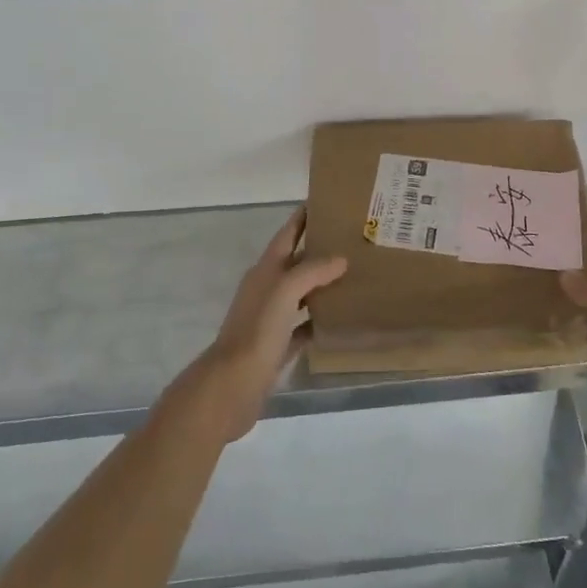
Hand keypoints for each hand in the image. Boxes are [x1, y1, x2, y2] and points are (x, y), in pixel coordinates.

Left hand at [176, 209, 347, 443]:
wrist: (232, 386)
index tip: (326, 201)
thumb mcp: (284, 292)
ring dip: (322, 284)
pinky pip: (304, 326)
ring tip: (354, 274)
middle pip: (296, 262)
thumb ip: (311, 271)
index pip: (287, 234)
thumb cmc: (257, 331)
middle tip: (352, 239)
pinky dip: (320, 320)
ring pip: (302, 293)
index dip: (302, 217)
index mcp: (265, 270)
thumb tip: (340, 259)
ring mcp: (272, 319)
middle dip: (320, 249)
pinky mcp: (278, 346)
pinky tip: (341, 319)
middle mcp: (267, 289)